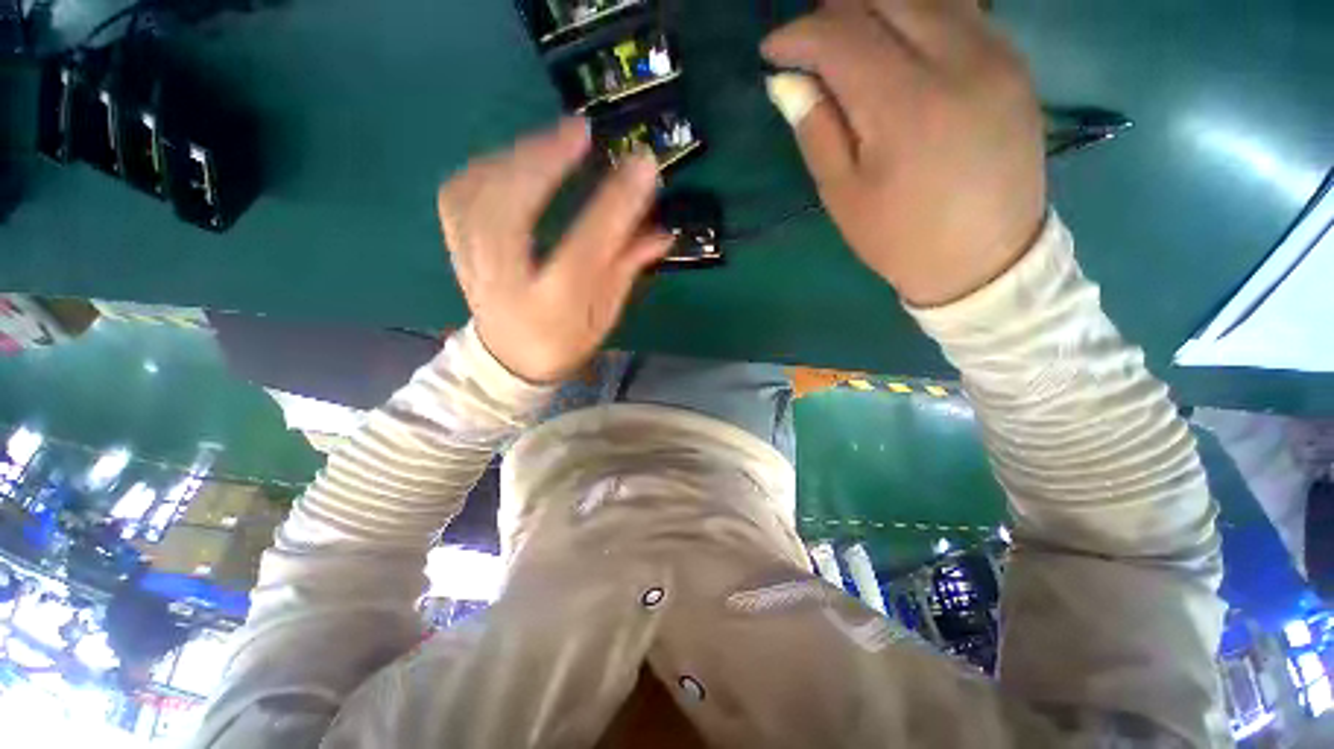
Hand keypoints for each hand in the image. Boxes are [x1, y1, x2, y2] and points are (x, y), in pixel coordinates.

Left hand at [437, 119, 670, 382]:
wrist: (510, 359)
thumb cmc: (566, 339)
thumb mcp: (606, 313)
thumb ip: (627, 268)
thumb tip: (662, 229)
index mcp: (553, 308)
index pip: (585, 251)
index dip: (614, 206)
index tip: (641, 165)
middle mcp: (506, 284)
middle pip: (510, 212)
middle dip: (544, 163)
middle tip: (580, 130)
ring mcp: (473, 264)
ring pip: (476, 196)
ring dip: (515, 157)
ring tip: (552, 141)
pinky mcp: (456, 247)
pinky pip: (458, 194)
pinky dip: (485, 166)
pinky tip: (513, 159)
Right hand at [763, 0, 1045, 306]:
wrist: (985, 258)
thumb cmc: (901, 238)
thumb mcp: (843, 195)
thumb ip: (816, 129)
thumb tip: (786, 81)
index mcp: (904, 106)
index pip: (840, 38)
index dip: (798, 36)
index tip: (772, 50)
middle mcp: (955, 60)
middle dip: (836, 10)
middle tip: (810, 41)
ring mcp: (994, 53)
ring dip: (878, 5)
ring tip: (850, 36)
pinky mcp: (1013, 59)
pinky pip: (961, 8)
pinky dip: (919, 11)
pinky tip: (899, 40)